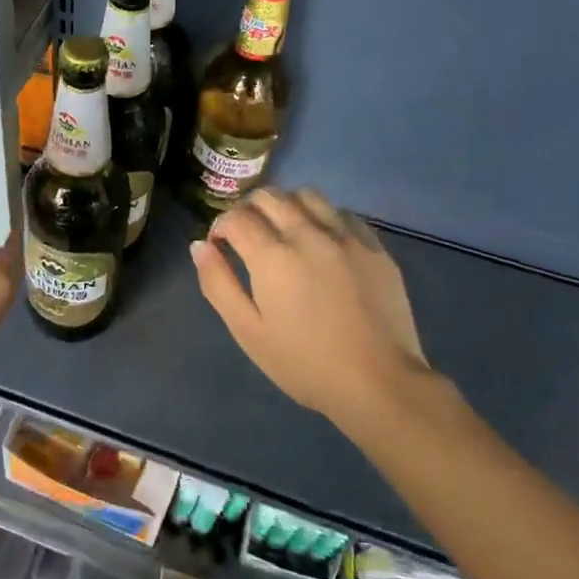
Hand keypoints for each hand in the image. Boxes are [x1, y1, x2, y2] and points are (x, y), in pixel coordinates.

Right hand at [192, 188, 438, 432]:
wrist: (379, 383)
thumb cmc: (304, 363)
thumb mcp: (248, 331)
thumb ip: (218, 284)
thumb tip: (200, 246)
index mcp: (272, 256)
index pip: (236, 217)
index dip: (219, 226)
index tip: (219, 244)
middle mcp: (308, 234)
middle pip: (269, 196)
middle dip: (248, 208)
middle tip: (245, 233)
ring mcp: (345, 237)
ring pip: (307, 195)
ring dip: (286, 204)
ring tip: (283, 229)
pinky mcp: (374, 247)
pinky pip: (342, 213)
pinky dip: (323, 217)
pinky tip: (321, 240)